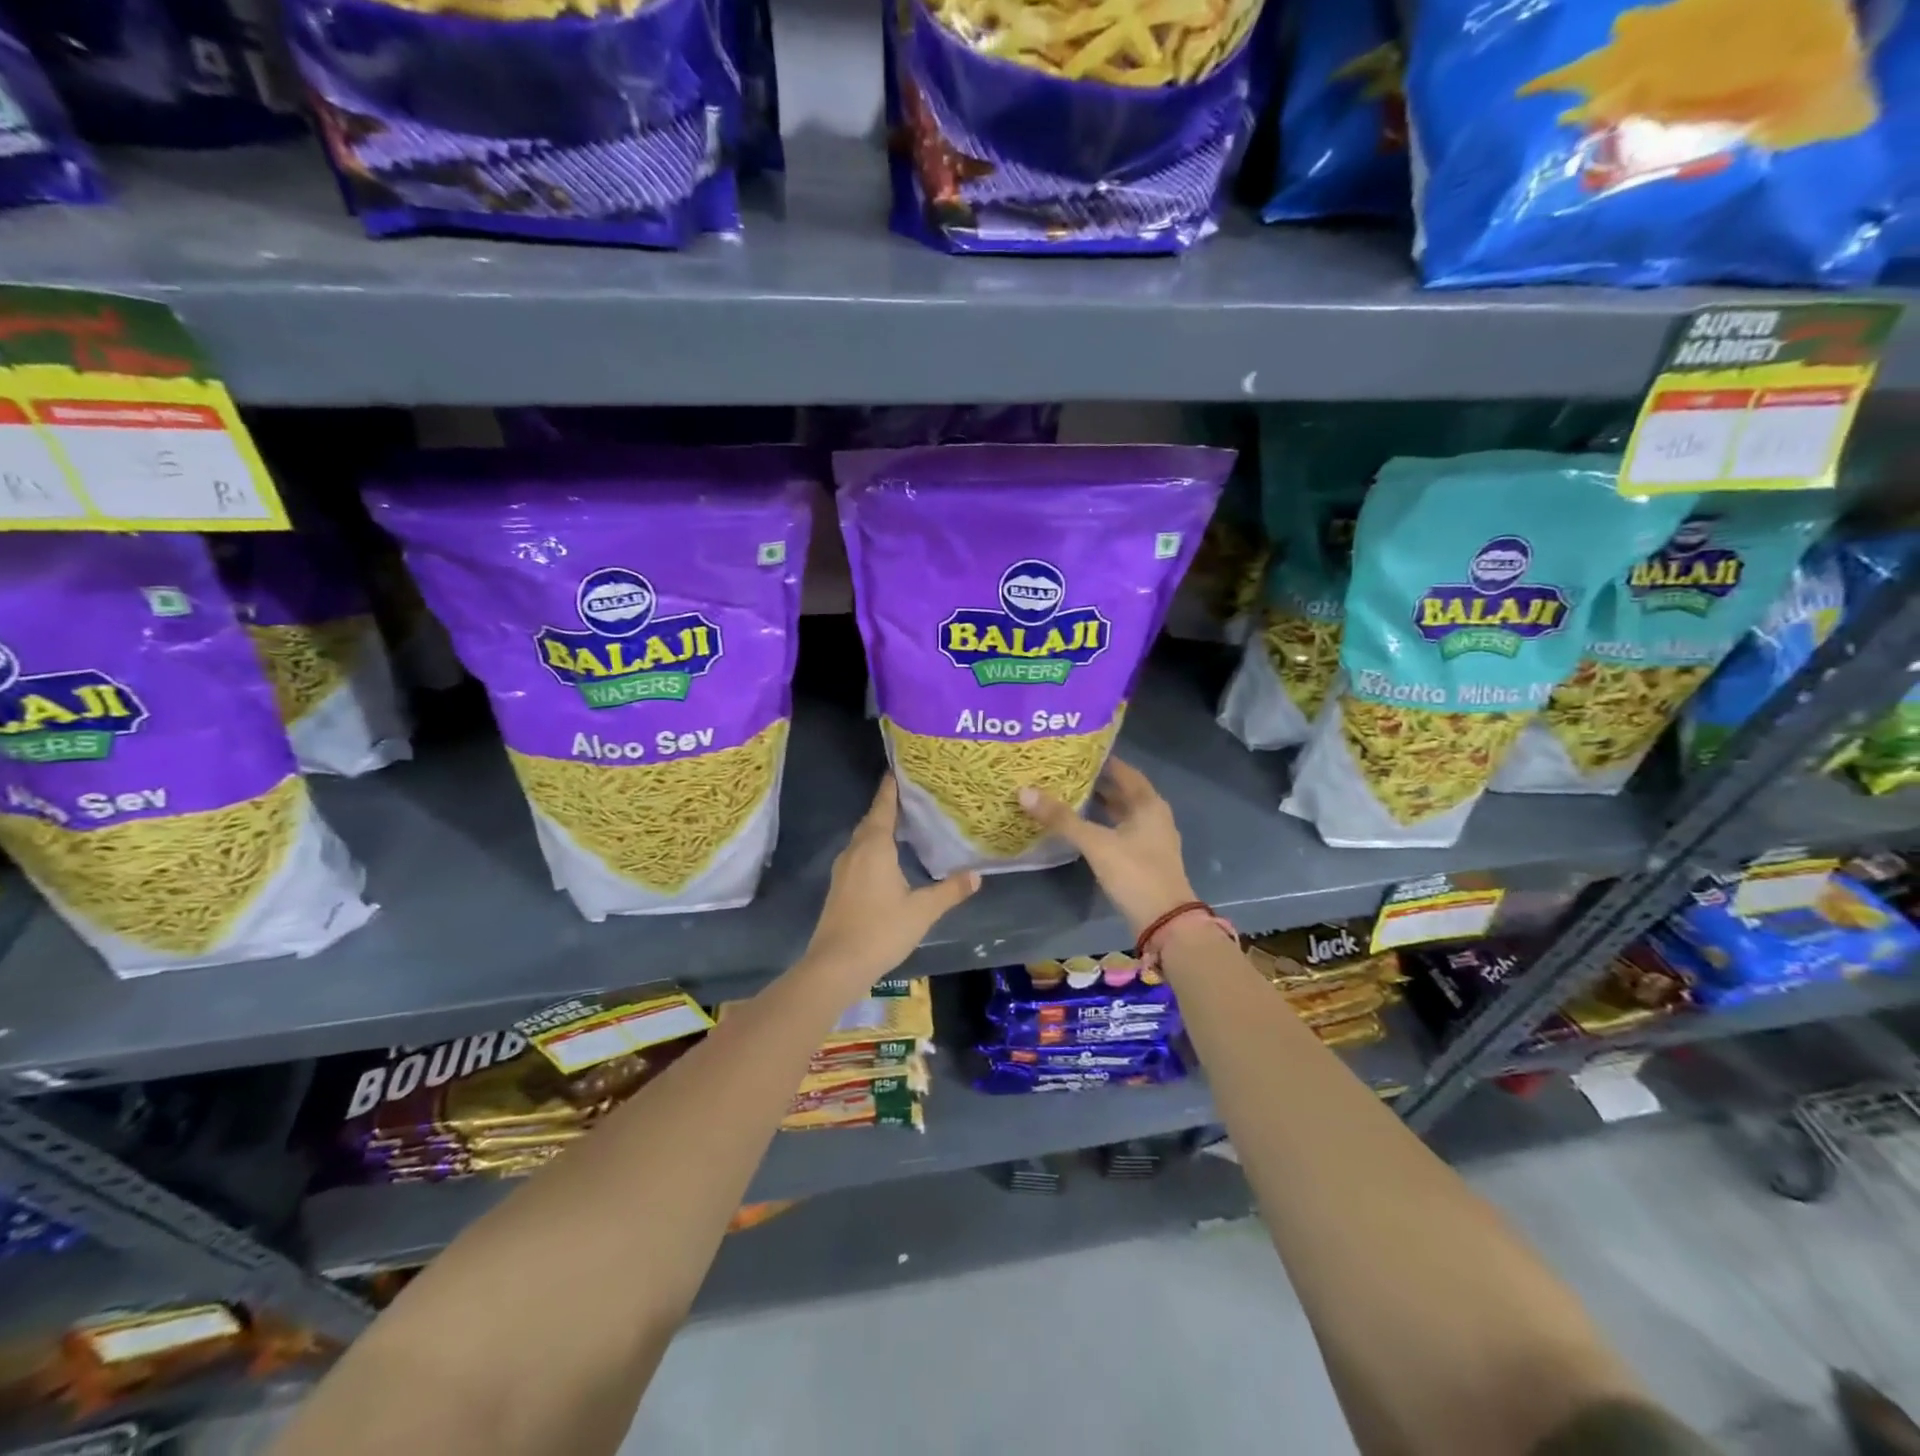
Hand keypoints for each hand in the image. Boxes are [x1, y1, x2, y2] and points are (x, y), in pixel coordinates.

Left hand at [802, 776, 979, 986]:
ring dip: (879, 828)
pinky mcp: (839, 887)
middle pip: (871, 820)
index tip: (898, 770)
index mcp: (874, 847)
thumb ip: (950, 891)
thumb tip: (977, 875)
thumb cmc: (881, 930)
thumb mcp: (922, 911)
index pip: (883, 807)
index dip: (891, 788)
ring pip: (862, 839)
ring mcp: (843, 869)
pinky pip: (858, 855)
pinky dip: (872, 847)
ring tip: (903, 824)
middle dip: (887, 806)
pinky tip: (886, 859)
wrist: (836, 965)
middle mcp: (855, 851)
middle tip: (911, 796)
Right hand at [1019, 756, 1195, 933]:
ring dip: (1099, 804)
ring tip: (1067, 795)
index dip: (1100, 760)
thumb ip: (1062, 819)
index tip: (1073, 752)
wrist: (1165, 922)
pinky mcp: (1144, 858)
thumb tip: (1024, 792)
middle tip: (1064, 773)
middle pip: (1123, 791)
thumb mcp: (1096, 843)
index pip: (1123, 771)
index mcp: (1148, 804)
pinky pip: (1121, 831)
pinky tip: (1081, 827)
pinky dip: (1103, 824)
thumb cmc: (1135, 873)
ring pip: (1121, 813)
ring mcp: (1151, 838)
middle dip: (1096, 782)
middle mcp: (1154, 815)